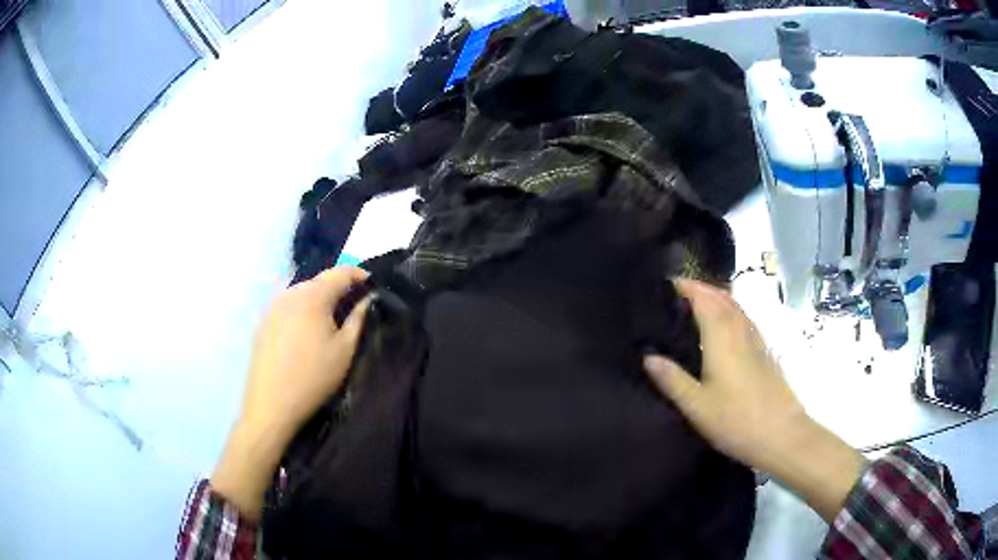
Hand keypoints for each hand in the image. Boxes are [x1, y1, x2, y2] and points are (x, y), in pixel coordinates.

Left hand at [239, 266, 369, 440]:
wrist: (272, 404)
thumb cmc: (314, 376)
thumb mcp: (345, 350)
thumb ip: (359, 318)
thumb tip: (369, 298)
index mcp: (313, 295)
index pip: (341, 272)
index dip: (359, 274)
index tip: (373, 285)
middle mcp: (290, 293)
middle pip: (319, 281)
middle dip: (338, 288)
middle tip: (354, 305)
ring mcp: (273, 307)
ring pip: (302, 294)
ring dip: (319, 300)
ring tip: (331, 320)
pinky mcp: (263, 323)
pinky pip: (288, 307)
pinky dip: (302, 311)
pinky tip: (306, 333)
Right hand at [643, 279, 864, 520]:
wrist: (782, 435)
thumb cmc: (736, 420)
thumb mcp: (697, 406)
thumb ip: (672, 380)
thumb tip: (649, 357)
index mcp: (722, 337)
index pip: (703, 298)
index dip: (685, 287)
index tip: (664, 285)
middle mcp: (741, 330)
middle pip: (721, 296)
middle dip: (700, 288)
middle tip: (675, 294)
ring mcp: (756, 340)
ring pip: (735, 306)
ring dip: (715, 297)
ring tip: (694, 305)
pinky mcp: (765, 352)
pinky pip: (744, 319)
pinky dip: (729, 311)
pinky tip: (723, 329)